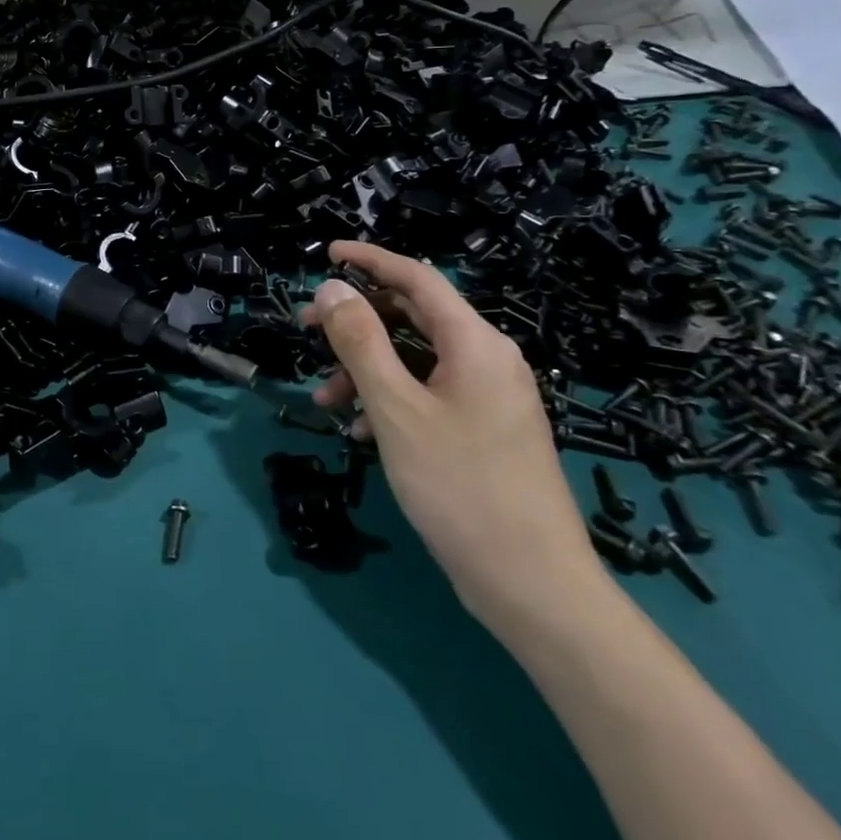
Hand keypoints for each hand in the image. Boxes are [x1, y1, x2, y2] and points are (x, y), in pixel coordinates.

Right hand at [302, 241, 606, 633]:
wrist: (533, 586)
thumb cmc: (460, 486)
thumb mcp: (396, 408)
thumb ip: (360, 341)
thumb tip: (332, 288)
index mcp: (475, 343)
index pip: (417, 277)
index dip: (370, 259)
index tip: (326, 253)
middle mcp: (487, 359)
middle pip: (413, 316)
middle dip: (357, 319)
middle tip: (307, 328)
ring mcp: (488, 397)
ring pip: (415, 359)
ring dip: (366, 368)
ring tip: (325, 400)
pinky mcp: (483, 430)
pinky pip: (428, 393)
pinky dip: (389, 399)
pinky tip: (360, 431)